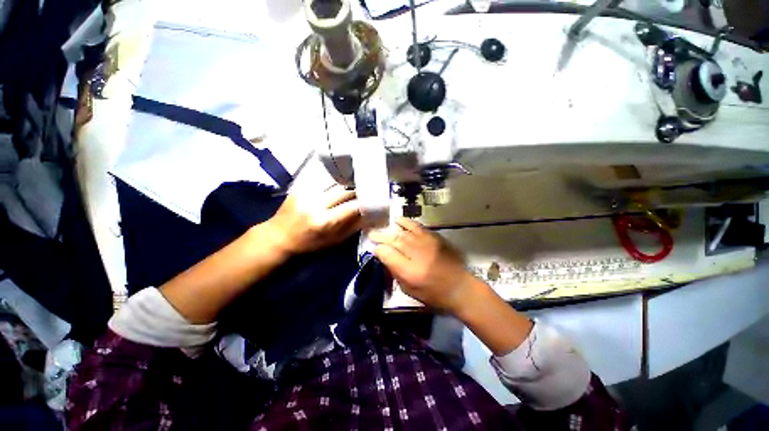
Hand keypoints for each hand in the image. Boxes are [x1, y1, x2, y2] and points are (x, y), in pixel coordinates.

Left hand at [264, 186, 362, 254]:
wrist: (278, 237)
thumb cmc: (308, 244)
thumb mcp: (333, 242)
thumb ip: (352, 227)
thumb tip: (368, 215)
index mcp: (324, 221)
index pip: (352, 206)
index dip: (364, 203)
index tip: (372, 203)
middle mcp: (316, 204)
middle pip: (344, 191)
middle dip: (356, 193)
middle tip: (363, 195)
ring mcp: (306, 193)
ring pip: (334, 183)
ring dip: (346, 186)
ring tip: (352, 189)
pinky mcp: (300, 187)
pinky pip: (323, 181)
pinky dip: (333, 183)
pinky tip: (337, 186)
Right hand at [369, 218, 475, 312]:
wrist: (460, 287)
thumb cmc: (434, 294)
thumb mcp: (409, 290)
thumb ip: (395, 272)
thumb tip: (385, 257)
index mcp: (409, 271)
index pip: (386, 253)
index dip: (378, 250)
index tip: (376, 250)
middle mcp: (416, 254)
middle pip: (393, 239)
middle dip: (381, 236)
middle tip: (372, 234)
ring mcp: (427, 243)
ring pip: (404, 231)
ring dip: (392, 228)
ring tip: (385, 227)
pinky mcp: (435, 237)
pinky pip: (417, 226)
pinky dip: (407, 223)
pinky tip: (400, 221)